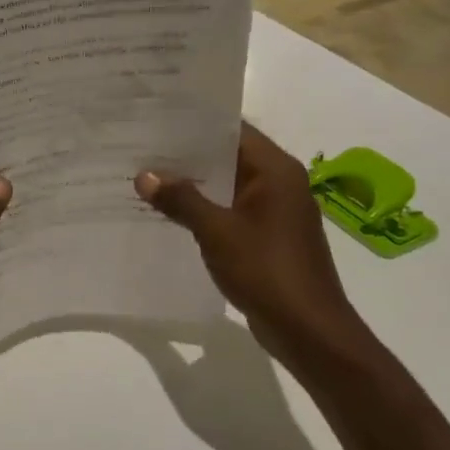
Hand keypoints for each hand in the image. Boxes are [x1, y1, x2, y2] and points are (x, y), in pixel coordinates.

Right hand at [136, 125, 364, 366]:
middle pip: (228, 156)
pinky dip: (205, 208)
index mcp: (275, 170)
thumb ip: (181, 200)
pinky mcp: (268, 236)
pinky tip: (170, 212)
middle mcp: (279, 183)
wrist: (309, 331)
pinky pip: (231, 210)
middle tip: (141, 146)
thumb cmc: (266, 270)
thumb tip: (144, 176)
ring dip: (194, 184)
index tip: (156, 119)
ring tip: (147, 176)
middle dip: (187, 154)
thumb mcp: (217, 231)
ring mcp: (275, 211)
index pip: (232, 130)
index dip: (194, 123)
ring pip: (227, 185)